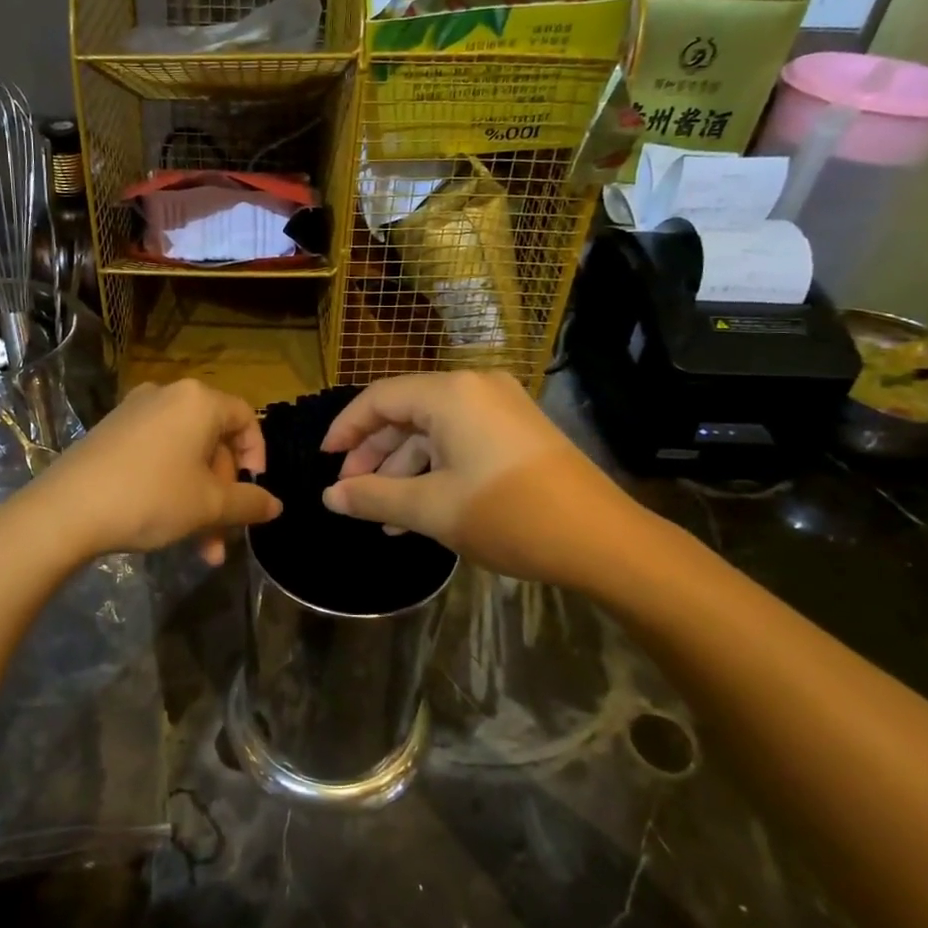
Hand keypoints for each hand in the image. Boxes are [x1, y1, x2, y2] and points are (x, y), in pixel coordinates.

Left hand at [29, 379, 280, 564]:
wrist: (66, 510)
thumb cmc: (151, 497)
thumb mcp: (209, 506)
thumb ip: (249, 503)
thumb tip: (276, 505)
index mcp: (198, 401)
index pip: (245, 419)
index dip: (257, 457)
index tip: (253, 494)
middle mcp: (168, 395)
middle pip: (213, 442)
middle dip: (223, 493)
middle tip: (223, 536)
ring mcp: (135, 412)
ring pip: (185, 456)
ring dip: (199, 500)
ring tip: (201, 550)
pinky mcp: (111, 432)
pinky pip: (156, 455)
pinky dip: (171, 486)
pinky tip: (167, 526)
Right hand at [320, 372, 639, 581]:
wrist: (602, 540)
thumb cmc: (508, 515)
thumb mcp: (432, 509)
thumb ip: (373, 498)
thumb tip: (329, 498)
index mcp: (450, 393)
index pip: (379, 399)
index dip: (346, 429)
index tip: (324, 462)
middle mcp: (474, 388)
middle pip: (405, 413)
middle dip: (373, 455)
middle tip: (351, 494)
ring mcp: (500, 408)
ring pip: (432, 431)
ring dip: (403, 470)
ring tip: (381, 516)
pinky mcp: (516, 431)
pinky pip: (459, 441)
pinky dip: (434, 470)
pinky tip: (417, 511)